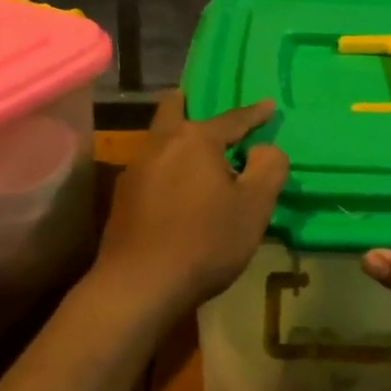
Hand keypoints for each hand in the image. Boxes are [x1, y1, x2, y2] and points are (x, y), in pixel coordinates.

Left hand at [89, 91, 289, 321]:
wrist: (139, 286)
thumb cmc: (205, 241)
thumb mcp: (254, 207)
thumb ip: (268, 169)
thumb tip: (265, 149)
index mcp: (196, 140)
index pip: (232, 119)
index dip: (254, 114)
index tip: (268, 106)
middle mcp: (161, 144)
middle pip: (174, 111)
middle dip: (190, 104)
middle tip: (204, 108)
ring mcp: (136, 170)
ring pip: (159, 140)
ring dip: (177, 140)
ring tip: (195, 155)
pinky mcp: (122, 197)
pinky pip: (150, 168)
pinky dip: (166, 169)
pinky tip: (174, 190)